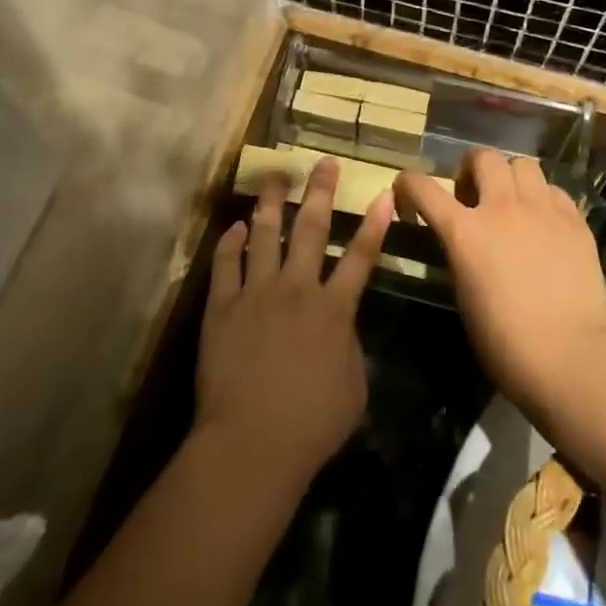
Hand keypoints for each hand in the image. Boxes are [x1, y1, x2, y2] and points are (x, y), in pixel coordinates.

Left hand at [196, 159, 390, 489]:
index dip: (375, 224)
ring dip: (272, 201)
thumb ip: (349, 345)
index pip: (362, 256)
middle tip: (325, 163)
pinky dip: (231, 241)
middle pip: (312, 229)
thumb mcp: (354, 386)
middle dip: (322, 192)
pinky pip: (226, 262)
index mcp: (334, 309)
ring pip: (265, 234)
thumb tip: (340, 323)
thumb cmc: (312, 424)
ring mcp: (256, 293)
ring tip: (275, 175)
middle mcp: (296, 289)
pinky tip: (236, 225)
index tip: (383, 193)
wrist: (252, 442)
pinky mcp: (222, 306)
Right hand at [395, 151, 605, 419]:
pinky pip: (553, 190)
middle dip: (471, 168)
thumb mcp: (464, 295)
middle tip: (471, 194)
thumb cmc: (506, 343)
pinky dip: (542, 198)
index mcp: (464, 231)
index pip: (423, 187)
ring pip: (523, 164)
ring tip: (511, 201)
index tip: (407, 189)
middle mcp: (501, 208)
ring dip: (510, 177)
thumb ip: (459, 255)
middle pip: (483, 157)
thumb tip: (463, 243)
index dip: (408, 183)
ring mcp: (542, 209)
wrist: (571, 355)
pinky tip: (544, 222)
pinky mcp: (574, 220)